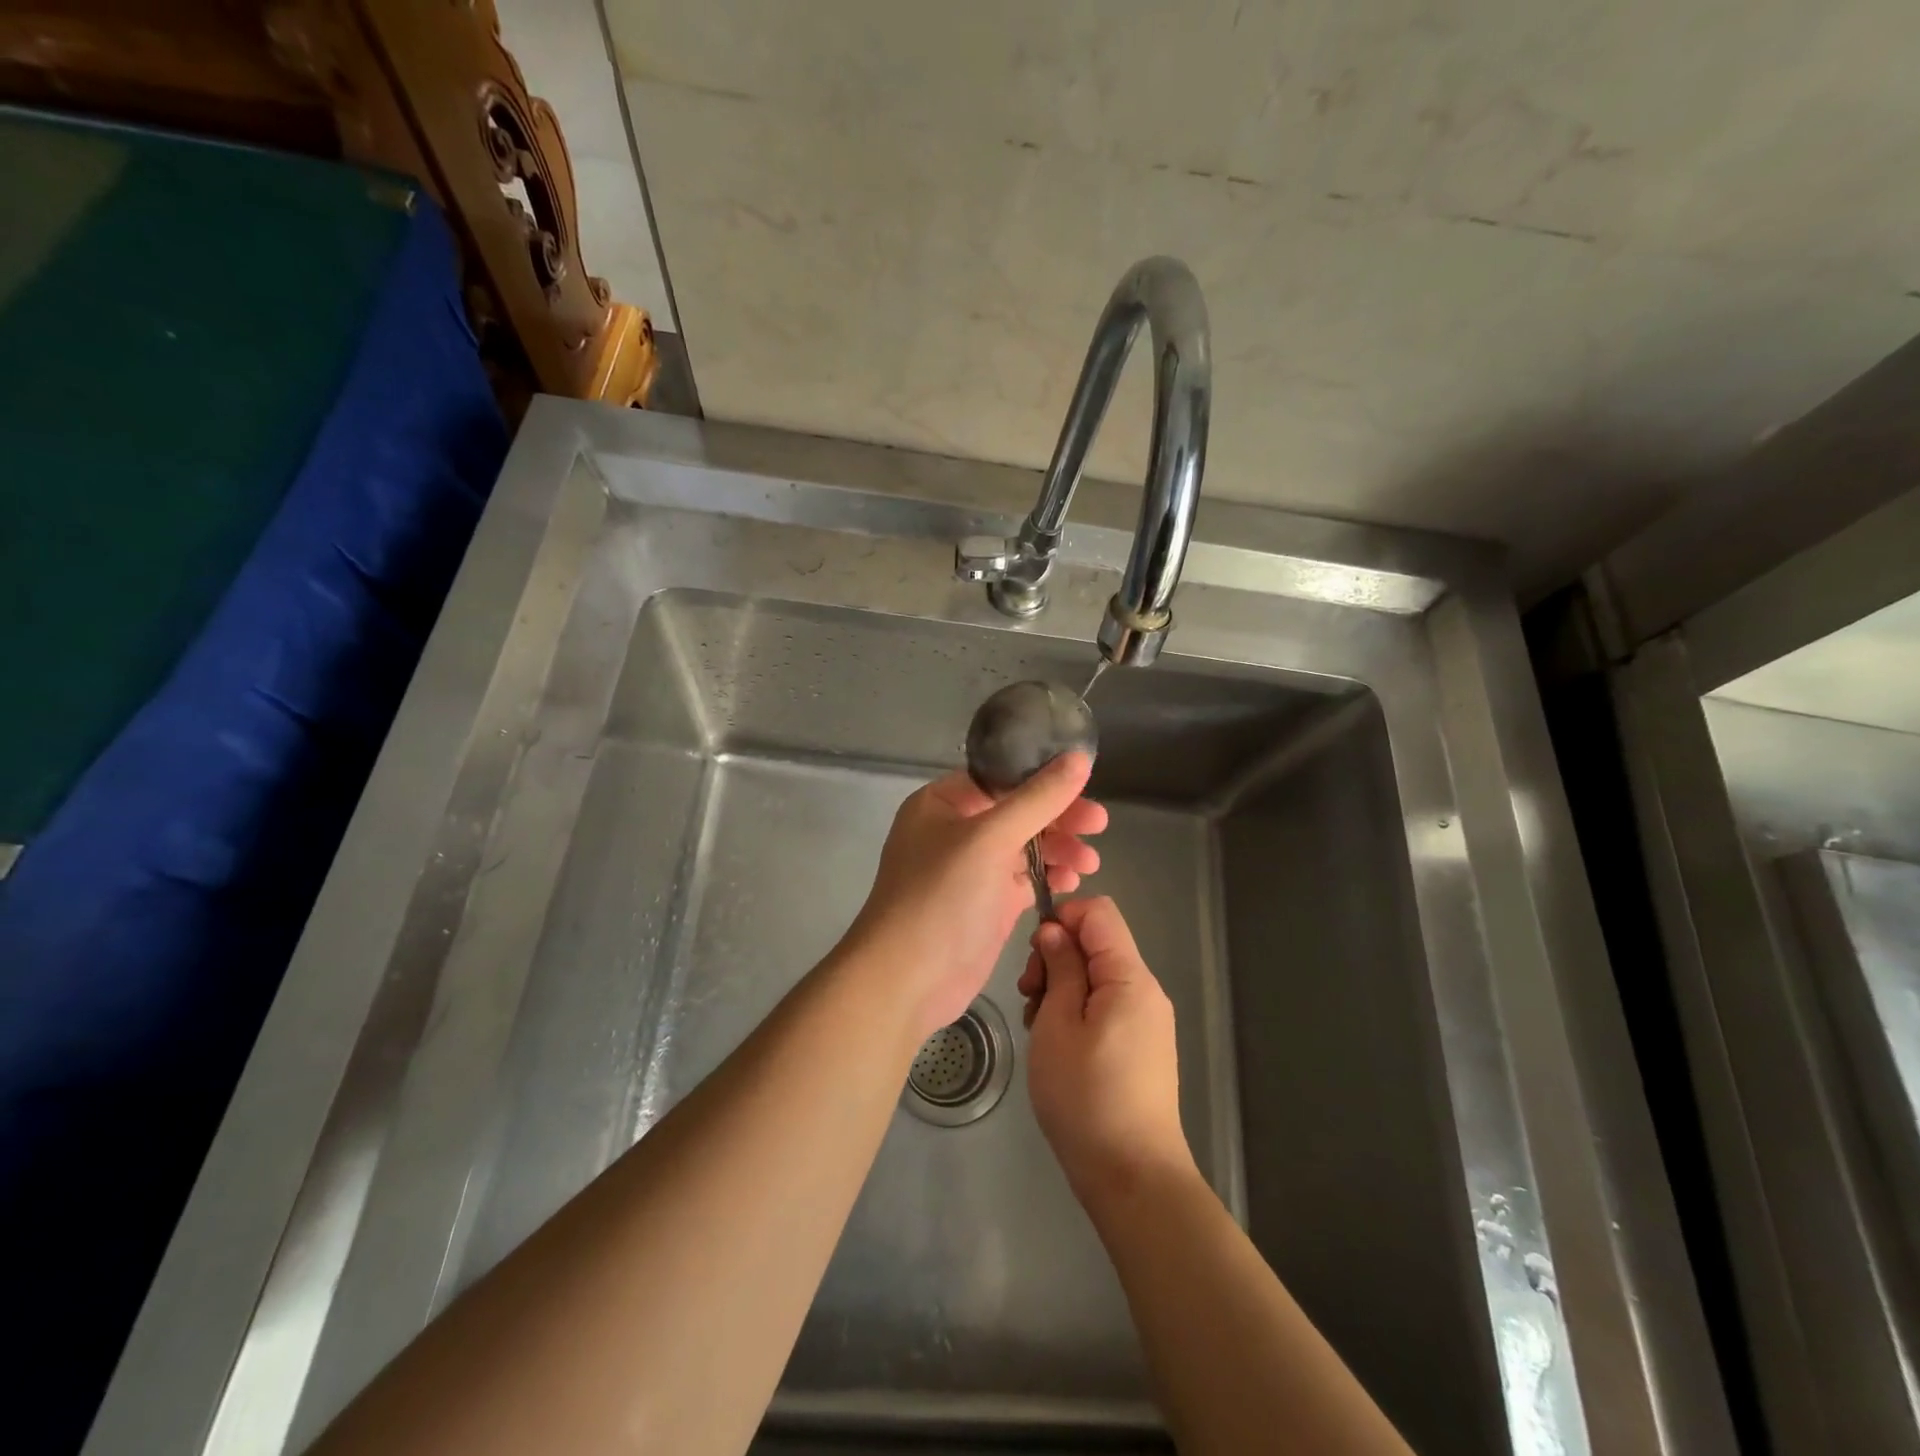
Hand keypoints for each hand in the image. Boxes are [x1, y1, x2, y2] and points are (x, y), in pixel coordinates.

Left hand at [846, 752, 1105, 1038]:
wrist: (908, 979)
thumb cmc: (942, 897)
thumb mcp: (990, 838)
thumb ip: (1038, 799)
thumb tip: (1079, 758)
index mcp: (942, 803)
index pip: (1000, 777)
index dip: (1043, 778)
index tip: (1086, 784)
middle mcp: (956, 830)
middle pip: (1018, 811)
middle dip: (1059, 818)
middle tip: (1099, 825)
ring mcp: (972, 869)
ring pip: (1025, 845)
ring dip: (1059, 849)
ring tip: (1090, 863)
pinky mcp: (988, 903)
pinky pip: (1025, 878)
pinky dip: (1049, 877)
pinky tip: (1072, 882)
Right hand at [1021, 896, 1195, 1203]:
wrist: (1132, 1177)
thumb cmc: (1086, 1096)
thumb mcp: (1058, 1024)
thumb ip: (1060, 968)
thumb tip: (1055, 932)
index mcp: (1130, 977)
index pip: (1099, 912)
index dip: (1062, 918)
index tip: (1035, 955)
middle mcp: (1145, 991)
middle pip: (1097, 943)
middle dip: (1057, 957)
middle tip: (1029, 997)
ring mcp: (1146, 1020)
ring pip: (1097, 976)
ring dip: (1062, 988)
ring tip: (1039, 1028)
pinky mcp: (1141, 1046)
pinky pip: (1105, 1006)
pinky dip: (1076, 1011)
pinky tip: (1056, 1046)